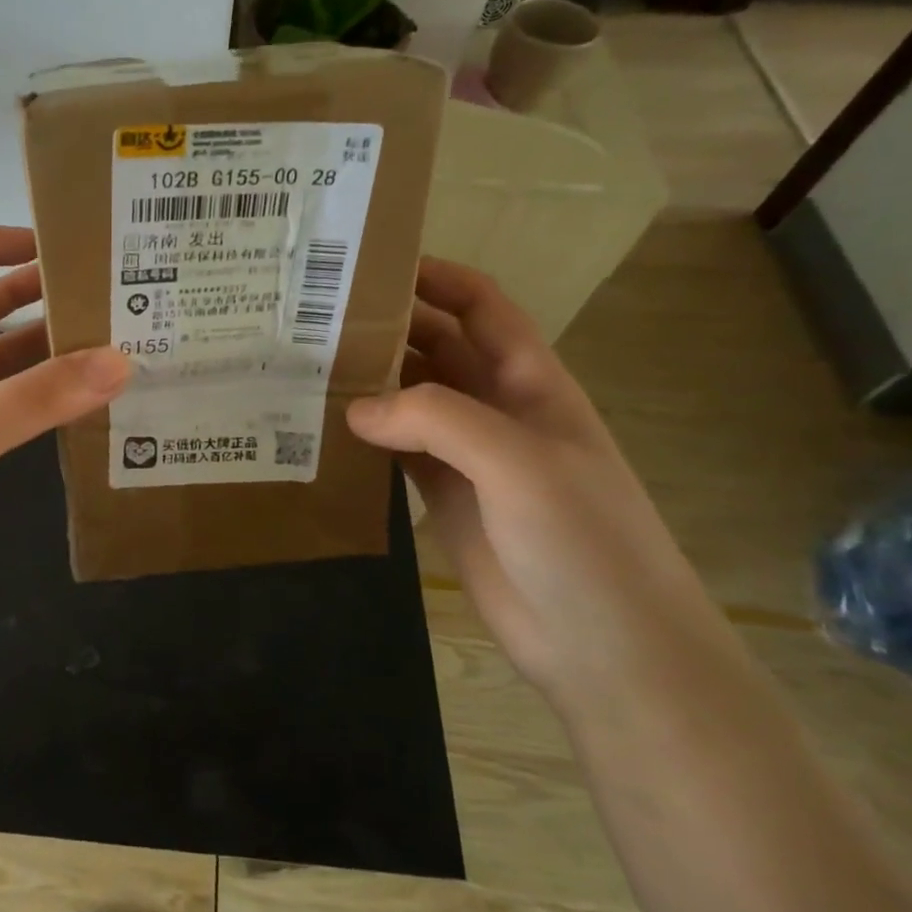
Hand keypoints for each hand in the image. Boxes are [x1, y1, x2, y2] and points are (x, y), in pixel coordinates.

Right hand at [348, 259, 718, 705]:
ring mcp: (468, 456)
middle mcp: (496, 409)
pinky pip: (395, 449)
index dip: (437, 278)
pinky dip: (363, 435)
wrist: (606, 647)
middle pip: (436, 348)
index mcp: (531, 383)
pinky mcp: (442, 496)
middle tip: (315, 317)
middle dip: (387, 327)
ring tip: (305, 366)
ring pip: (409, 399)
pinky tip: (322, 428)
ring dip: (368, 381)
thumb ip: (436, 420)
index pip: (482, 308)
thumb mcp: (519, 463)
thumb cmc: (583, 541)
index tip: (373, 264)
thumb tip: (353, 406)